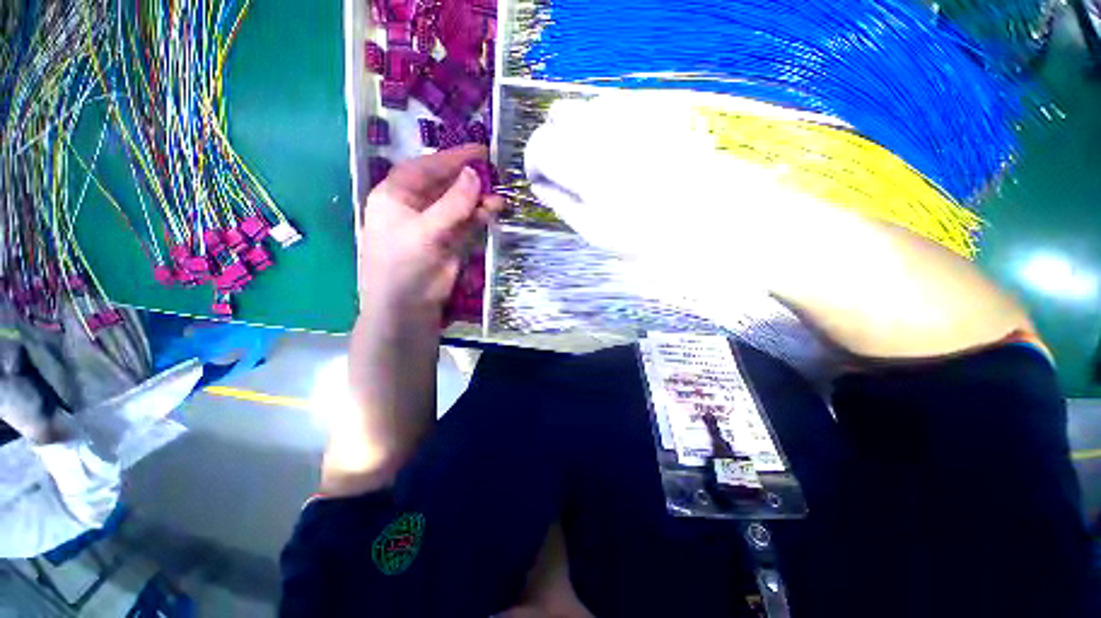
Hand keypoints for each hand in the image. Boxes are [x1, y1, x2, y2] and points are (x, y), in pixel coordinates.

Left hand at [358, 144, 502, 322]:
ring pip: (460, 205)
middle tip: (495, 172)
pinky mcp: (450, 243)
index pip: (425, 168)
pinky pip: (468, 223)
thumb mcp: (425, 231)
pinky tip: (495, 211)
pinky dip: (481, 217)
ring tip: (500, 197)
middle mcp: (415, 207)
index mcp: (396, 196)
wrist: (406, 310)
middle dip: (469, 179)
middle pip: (445, 185)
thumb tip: (474, 174)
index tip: (479, 150)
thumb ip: (452, 204)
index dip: (452, 157)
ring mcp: (435, 226)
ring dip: (479, 200)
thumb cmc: (403, 266)